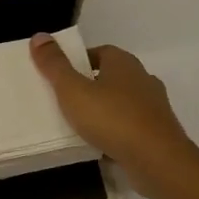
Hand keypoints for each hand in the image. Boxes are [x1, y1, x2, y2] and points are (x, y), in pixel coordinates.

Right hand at [29, 35, 198, 191]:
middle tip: (64, 100)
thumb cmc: (112, 118)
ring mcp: (154, 107)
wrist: (158, 162)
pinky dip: (117, 132)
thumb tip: (39, 36)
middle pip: (110, 77)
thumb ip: (55, 65)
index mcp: (123, 62)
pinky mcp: (159, 133)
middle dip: (90, 86)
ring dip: (104, 111)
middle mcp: (143, 79)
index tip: (59, 76)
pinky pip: (131, 127)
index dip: (78, 62)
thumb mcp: (73, 90)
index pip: (98, 52)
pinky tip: (101, 145)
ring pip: (122, 103)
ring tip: (79, 125)